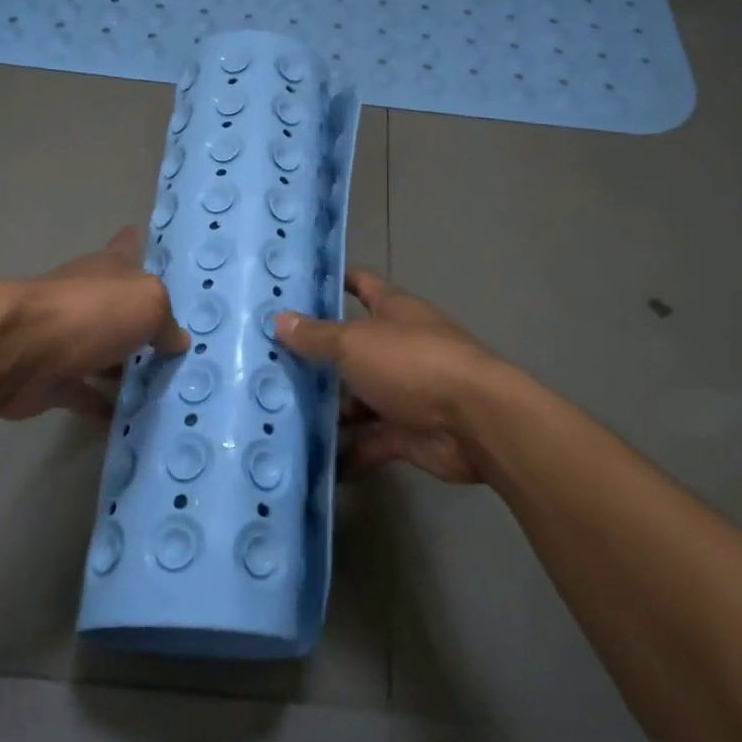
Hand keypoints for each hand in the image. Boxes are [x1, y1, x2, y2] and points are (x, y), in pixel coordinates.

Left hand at [0, 227, 187, 420]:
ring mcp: (69, 338)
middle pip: (122, 305)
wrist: (20, 351)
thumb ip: (167, 322)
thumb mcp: (147, 304)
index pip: (129, 245)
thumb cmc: (90, 312)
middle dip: (146, 319)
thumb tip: (177, 340)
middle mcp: (89, 297)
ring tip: (167, 385)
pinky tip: (133, 418)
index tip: (153, 243)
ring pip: (107, 352)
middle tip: (183, 341)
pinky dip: (106, 405)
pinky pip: (88, 393)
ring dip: (128, 367)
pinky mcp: (55, 378)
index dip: (141, 242)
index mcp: (110, 268)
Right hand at [276, 269, 497, 481]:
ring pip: (357, 397)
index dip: (333, 281)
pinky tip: (312, 461)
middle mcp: (398, 347)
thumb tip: (279, 319)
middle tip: (267, 363)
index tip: (296, 286)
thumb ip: (317, 335)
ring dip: (328, 409)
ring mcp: (404, 391)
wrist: (474, 422)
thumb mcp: (355, 343)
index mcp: (393, 311)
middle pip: (352, 347)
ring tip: (279, 416)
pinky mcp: (406, 433)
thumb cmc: (413, 363)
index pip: (361, 285)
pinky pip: (369, 440)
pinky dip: (347, 451)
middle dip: (316, 356)